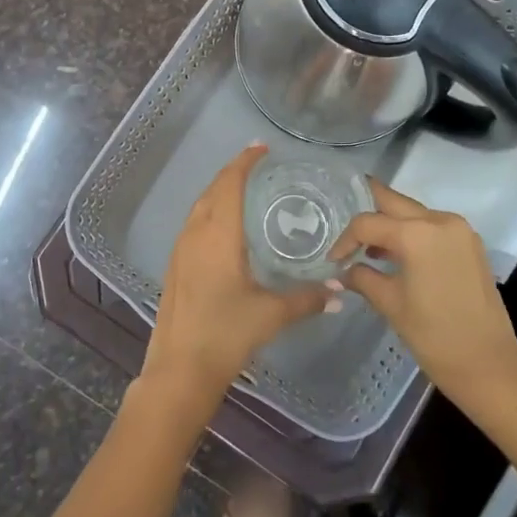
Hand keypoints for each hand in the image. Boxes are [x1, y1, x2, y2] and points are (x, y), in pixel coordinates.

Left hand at [141, 145, 328, 403]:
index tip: (261, 147)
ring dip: (219, 191)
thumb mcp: (271, 314)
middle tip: (258, 163)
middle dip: (233, 172)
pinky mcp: (175, 267)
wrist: (179, 369)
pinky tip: (224, 228)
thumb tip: (341, 290)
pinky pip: (193, 225)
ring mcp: (180, 250)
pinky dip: (210, 212)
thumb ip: (307, 299)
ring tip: (244, 189)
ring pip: (199, 207)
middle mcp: (195, 234)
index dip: (245, 162)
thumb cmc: (226, 334)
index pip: (230, 184)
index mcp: (218, 235)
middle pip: (212, 190)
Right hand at [332, 181, 516, 405]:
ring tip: (368, 246)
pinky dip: (412, 233)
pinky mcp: (470, 244)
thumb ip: (362, 278)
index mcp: (417, 234)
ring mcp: (460, 230)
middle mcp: (440, 220)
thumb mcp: (390, 304)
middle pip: (393, 202)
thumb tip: (343, 271)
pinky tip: (396, 255)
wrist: (488, 365)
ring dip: (390, 222)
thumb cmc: (434, 335)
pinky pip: (432, 226)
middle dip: (368, 210)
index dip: (345, 240)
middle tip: (345, 224)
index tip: (334, 261)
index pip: (367, 223)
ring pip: (414, 212)